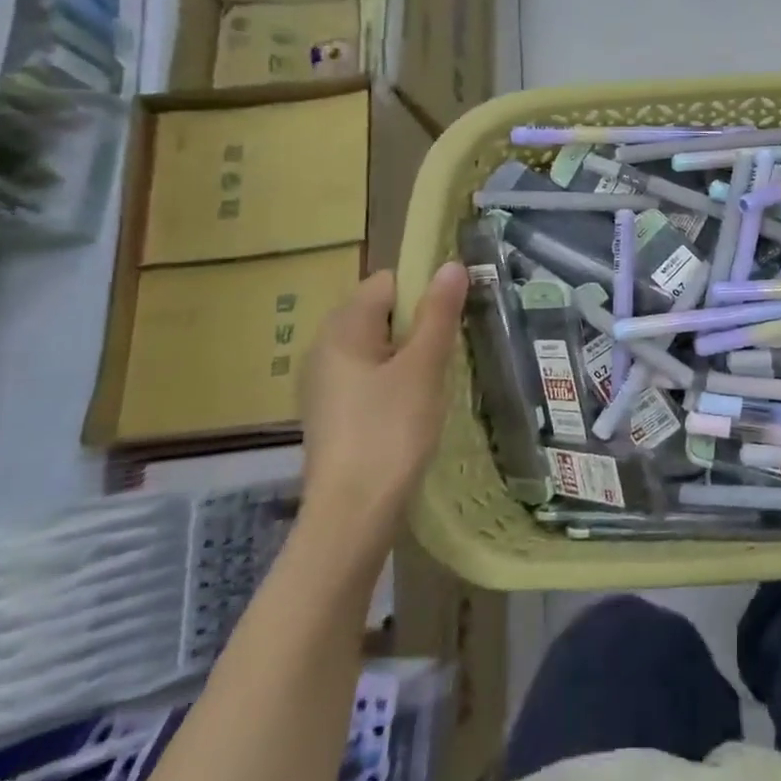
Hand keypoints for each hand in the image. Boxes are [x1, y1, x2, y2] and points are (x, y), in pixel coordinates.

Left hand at [298, 264, 467, 553]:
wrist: (352, 516)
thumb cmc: (390, 431)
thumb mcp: (424, 367)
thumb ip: (439, 313)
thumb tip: (452, 264)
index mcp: (342, 329)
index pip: (388, 282)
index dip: (425, 289)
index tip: (456, 314)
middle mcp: (325, 349)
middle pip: (382, 313)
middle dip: (420, 323)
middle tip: (452, 349)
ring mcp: (325, 383)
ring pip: (379, 347)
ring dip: (411, 354)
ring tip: (439, 378)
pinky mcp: (333, 413)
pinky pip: (370, 376)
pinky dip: (396, 380)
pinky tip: (415, 406)